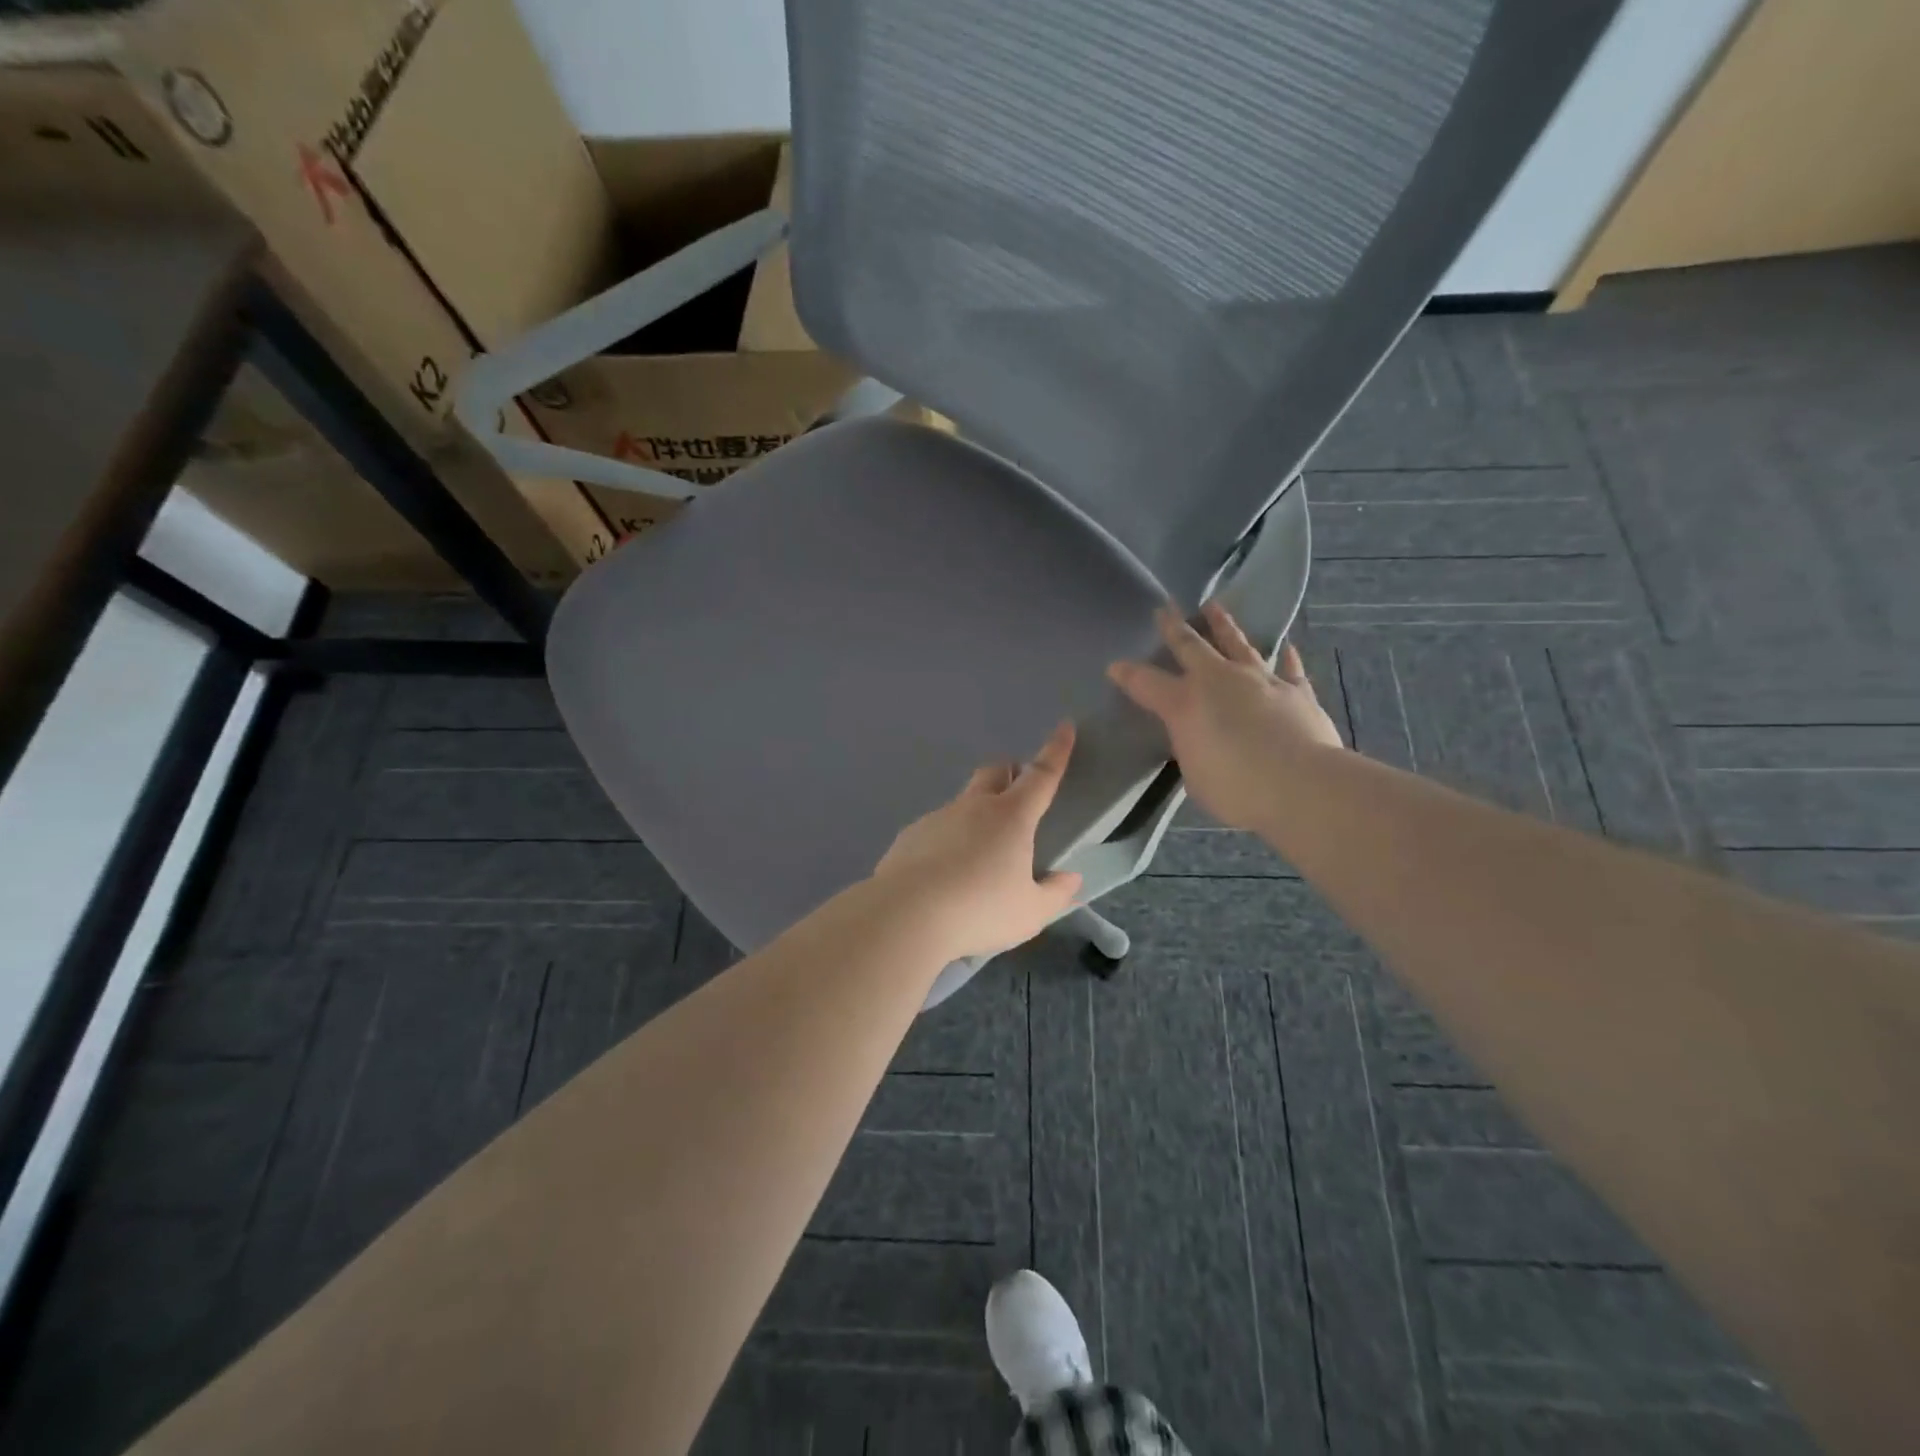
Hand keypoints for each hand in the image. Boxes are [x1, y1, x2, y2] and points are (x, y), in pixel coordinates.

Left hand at [872, 722, 1083, 960]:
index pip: (1041, 775)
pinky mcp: (909, 836)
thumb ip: (1055, 894)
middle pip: (994, 771)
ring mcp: (937, 818)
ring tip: (978, 857)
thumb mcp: (1030, 913)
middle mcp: (974, 807)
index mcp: (1011, 817)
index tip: (1065, 727)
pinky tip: (944, 875)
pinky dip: (947, 841)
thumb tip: (1071, 879)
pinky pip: (936, 829)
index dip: (1056, 751)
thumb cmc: (979, 911)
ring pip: (963, 802)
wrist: (905, 917)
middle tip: (1018, 794)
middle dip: (1010, 772)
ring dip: (976, 814)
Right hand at [1108, 602, 1343, 830]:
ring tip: (1215, 607)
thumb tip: (1199, 738)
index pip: (1146, 683)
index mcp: (1184, 704)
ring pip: (1238, 644)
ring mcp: (1260, 680)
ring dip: (1224, 625)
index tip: (1114, 666)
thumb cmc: (1236, 788)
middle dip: (1173, 627)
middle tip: (1164, 608)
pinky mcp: (1296, 691)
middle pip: (1190, 646)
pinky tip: (1286, 646)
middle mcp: (1219, 681)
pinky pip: (1289, 669)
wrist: (1300, 784)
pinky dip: (1286, 658)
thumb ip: (1193, 749)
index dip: (1127, 674)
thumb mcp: (1195, 774)